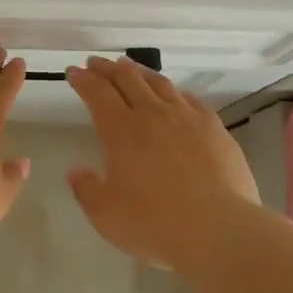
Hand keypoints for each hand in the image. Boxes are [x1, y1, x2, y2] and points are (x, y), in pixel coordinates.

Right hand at [65, 56, 260, 270]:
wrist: (219, 230)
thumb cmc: (155, 224)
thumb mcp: (106, 215)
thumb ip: (87, 190)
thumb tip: (76, 172)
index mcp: (121, 131)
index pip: (97, 93)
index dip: (83, 80)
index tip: (73, 72)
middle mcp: (153, 114)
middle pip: (127, 78)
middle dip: (107, 68)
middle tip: (96, 63)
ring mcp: (187, 118)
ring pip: (159, 83)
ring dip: (139, 71)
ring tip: (130, 67)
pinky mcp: (214, 128)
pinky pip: (191, 99)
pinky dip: (175, 91)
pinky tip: (175, 94)